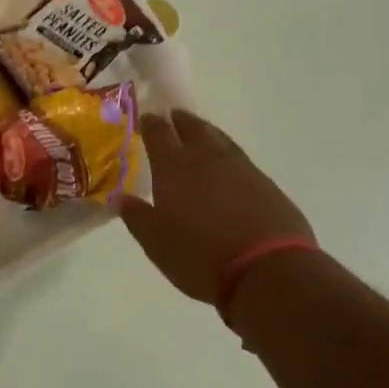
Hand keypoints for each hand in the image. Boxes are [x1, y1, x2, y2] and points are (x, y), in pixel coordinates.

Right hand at [121, 109, 313, 304]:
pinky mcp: (266, 183)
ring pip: (219, 138)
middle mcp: (207, 158)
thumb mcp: (156, 243)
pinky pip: (239, 157)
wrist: (268, 270)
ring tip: (199, 132)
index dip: (151, 123)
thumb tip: (120, 197)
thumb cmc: (200, 257)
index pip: (159, 133)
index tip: (146, 118)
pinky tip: (227, 164)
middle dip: (180, 121)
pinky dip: (227, 153)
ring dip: (206, 132)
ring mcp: (240, 167)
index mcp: (174, 167)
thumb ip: (137, 217)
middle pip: (192, 128)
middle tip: (173, 117)